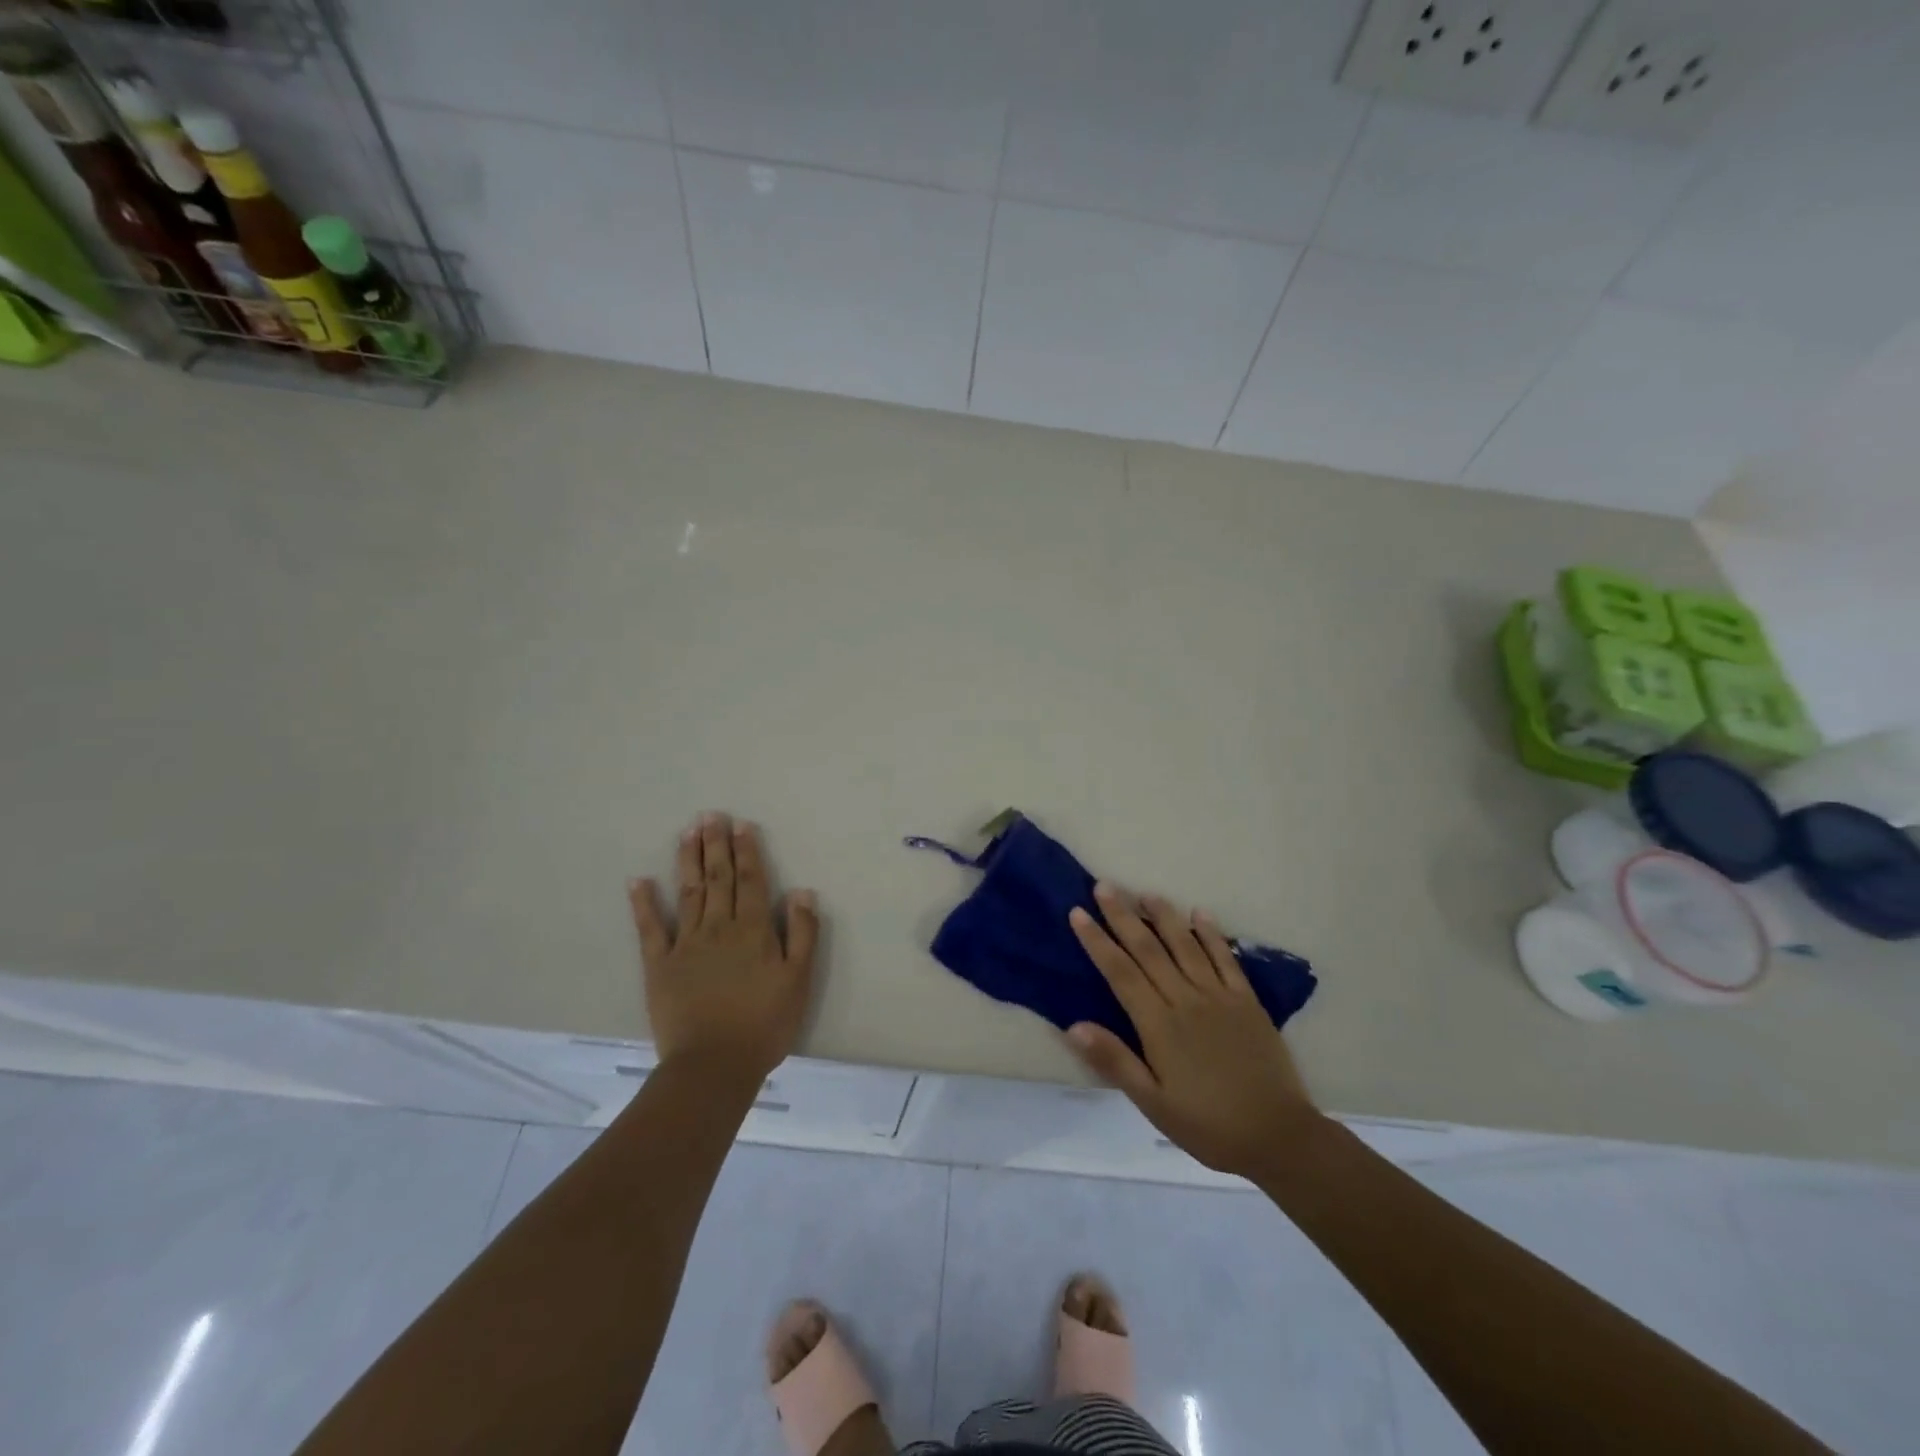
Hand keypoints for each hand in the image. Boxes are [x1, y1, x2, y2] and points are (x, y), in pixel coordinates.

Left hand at [629, 813, 820, 1082]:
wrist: (714, 1065)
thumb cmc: (764, 1024)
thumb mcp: (799, 980)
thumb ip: (802, 934)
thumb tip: (802, 891)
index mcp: (754, 930)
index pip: (752, 881)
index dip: (748, 851)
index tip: (741, 825)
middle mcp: (719, 927)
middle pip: (719, 878)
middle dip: (716, 845)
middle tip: (710, 815)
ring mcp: (686, 944)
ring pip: (689, 892)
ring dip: (688, 860)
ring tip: (688, 832)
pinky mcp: (659, 965)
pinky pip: (651, 928)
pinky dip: (644, 903)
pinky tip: (639, 880)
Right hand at [1066, 882, 1321, 1178]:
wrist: (1278, 1136)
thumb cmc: (1208, 1125)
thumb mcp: (1153, 1103)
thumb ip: (1115, 1061)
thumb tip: (1074, 1026)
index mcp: (1159, 1025)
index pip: (1120, 973)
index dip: (1097, 941)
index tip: (1078, 913)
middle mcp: (1186, 1000)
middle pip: (1148, 950)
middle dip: (1123, 916)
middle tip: (1105, 886)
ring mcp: (1219, 996)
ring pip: (1185, 945)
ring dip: (1164, 916)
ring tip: (1146, 892)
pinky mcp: (1247, 1001)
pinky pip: (1226, 959)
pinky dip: (1212, 935)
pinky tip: (1200, 914)